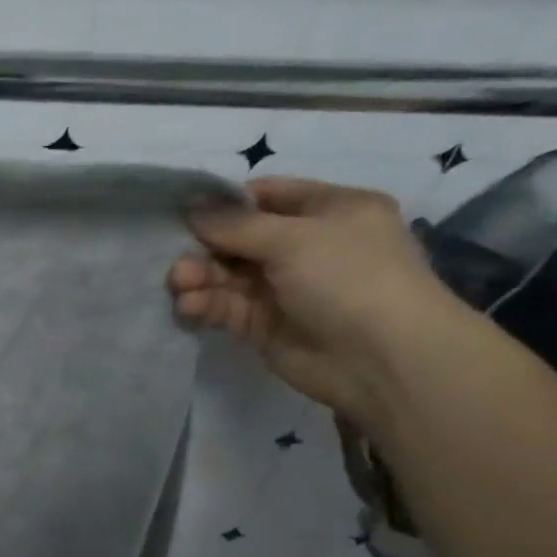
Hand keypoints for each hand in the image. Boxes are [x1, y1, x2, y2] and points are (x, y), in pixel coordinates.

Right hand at [167, 176, 468, 428]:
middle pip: (239, 239)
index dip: (225, 203)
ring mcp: (284, 288)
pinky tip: (188, 306)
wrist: (381, 359)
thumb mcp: (295, 238)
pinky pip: (226, 307)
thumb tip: (189, 205)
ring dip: (200, 277)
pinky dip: (205, 304)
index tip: (183, 210)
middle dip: (205, 246)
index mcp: (329, 212)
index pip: (267, 197)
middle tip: (175, 256)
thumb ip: (236, 224)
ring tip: (179, 283)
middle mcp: (306, 246)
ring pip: (228, 275)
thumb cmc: (349, 278)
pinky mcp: (264, 325)